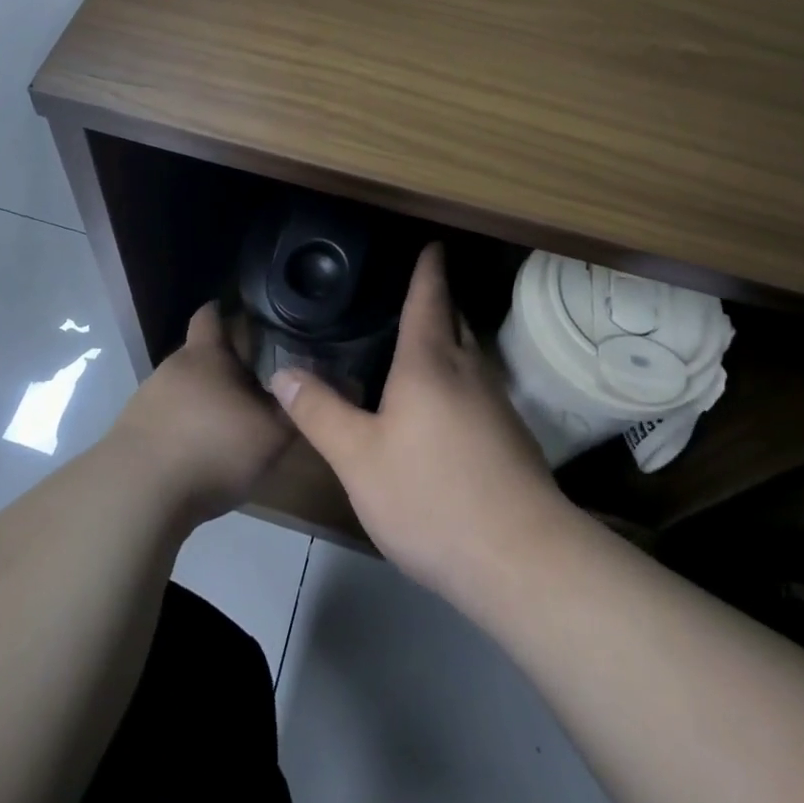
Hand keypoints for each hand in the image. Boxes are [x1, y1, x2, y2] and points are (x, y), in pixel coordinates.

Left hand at [110, 301, 293, 525]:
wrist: (137, 495)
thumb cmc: (211, 449)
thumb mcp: (270, 435)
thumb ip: (291, 411)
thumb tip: (305, 391)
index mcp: (205, 355)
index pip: (211, 315)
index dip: (226, 312)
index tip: (247, 318)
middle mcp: (172, 368)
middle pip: (199, 356)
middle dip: (223, 368)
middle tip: (254, 385)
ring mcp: (147, 399)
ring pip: (183, 390)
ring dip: (203, 403)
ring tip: (228, 426)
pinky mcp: (132, 433)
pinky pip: (166, 421)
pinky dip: (184, 431)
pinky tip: (199, 455)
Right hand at [269, 244, 565, 602]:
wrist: (522, 560)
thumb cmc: (431, 497)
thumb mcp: (358, 458)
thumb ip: (320, 412)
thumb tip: (282, 371)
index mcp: (429, 362)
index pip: (428, 297)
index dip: (427, 267)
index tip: (431, 243)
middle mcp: (468, 370)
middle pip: (454, 319)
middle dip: (438, 299)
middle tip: (410, 288)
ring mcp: (496, 404)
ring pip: (469, 354)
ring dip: (448, 337)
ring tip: (418, 339)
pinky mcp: (511, 437)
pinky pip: (478, 385)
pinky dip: (458, 374)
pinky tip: (441, 402)